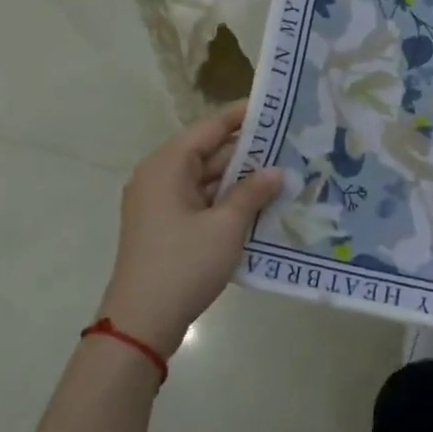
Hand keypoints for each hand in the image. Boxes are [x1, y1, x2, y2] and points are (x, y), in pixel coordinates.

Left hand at [97, 102, 282, 357]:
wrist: (142, 322)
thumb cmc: (183, 264)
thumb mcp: (226, 226)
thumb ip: (252, 193)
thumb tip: (275, 171)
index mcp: (167, 166)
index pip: (209, 128)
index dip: (242, 117)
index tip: (276, 108)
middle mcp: (159, 177)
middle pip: (208, 152)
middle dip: (248, 152)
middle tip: (290, 146)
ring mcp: (160, 204)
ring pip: (207, 179)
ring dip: (241, 179)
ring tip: (283, 174)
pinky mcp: (166, 227)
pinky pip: (201, 201)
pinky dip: (227, 200)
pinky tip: (260, 205)